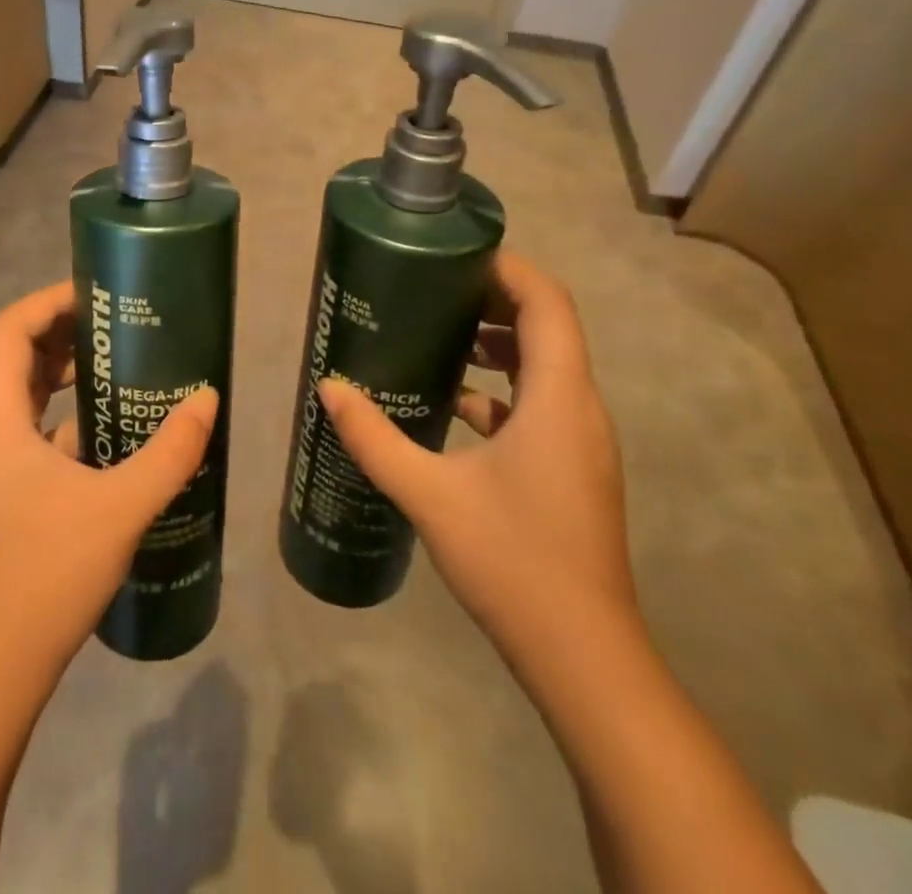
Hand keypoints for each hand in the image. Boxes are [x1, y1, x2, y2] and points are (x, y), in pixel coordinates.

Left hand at [0, 282, 219, 681]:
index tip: (94, 294)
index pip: (8, 330)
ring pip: (21, 394)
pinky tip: (110, 428)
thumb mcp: (120, 505)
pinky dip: (64, 413)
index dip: (47, 301)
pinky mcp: (2, 490)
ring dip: (63, 372)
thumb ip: (169, 452)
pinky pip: (30, 429)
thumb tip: (208, 400)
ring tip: (117, 364)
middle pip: (14, 356)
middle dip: (62, 332)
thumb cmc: (48, 571)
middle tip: (115, 323)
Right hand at [318, 251, 633, 655]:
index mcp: (558, 398)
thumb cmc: (513, 561)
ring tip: (438, 335)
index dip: (508, 268)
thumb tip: (329, 388)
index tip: (455, 256)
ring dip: (498, 342)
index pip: (548, 303)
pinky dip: (501, 387)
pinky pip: (539, 402)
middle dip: (494, 298)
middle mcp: (580, 408)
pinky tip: (451, 404)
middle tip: (434, 288)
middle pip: (548, 326)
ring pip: (545, 364)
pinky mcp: (572, 466)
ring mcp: (581, 440)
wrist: (582, 655)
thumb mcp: (430, 494)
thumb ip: (374, 437)